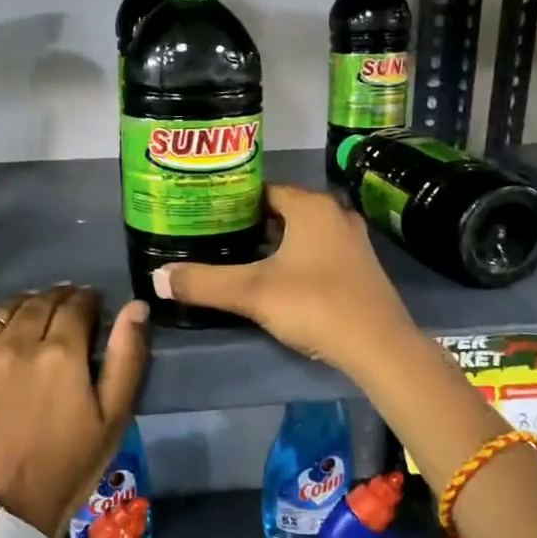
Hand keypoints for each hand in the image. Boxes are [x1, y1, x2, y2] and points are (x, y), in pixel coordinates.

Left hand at [0, 286, 149, 537]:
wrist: (2, 512)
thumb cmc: (67, 466)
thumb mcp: (113, 418)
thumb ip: (127, 357)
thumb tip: (136, 306)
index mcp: (60, 353)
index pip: (76, 304)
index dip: (88, 300)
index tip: (92, 306)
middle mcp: (14, 344)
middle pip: (38, 301)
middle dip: (57, 300)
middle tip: (63, 313)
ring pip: (0, 310)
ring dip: (19, 309)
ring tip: (27, 324)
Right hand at [152, 184, 418, 376]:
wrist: (379, 347)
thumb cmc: (315, 304)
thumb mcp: (252, 293)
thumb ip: (203, 283)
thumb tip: (157, 278)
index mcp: (311, 206)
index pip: (263, 191)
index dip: (233, 201)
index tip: (205, 215)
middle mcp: (335, 215)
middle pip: (282, 211)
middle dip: (250, 224)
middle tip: (215, 238)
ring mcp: (352, 242)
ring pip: (301, 234)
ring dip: (274, 244)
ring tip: (239, 259)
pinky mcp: (360, 269)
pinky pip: (318, 252)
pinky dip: (296, 260)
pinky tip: (277, 282)